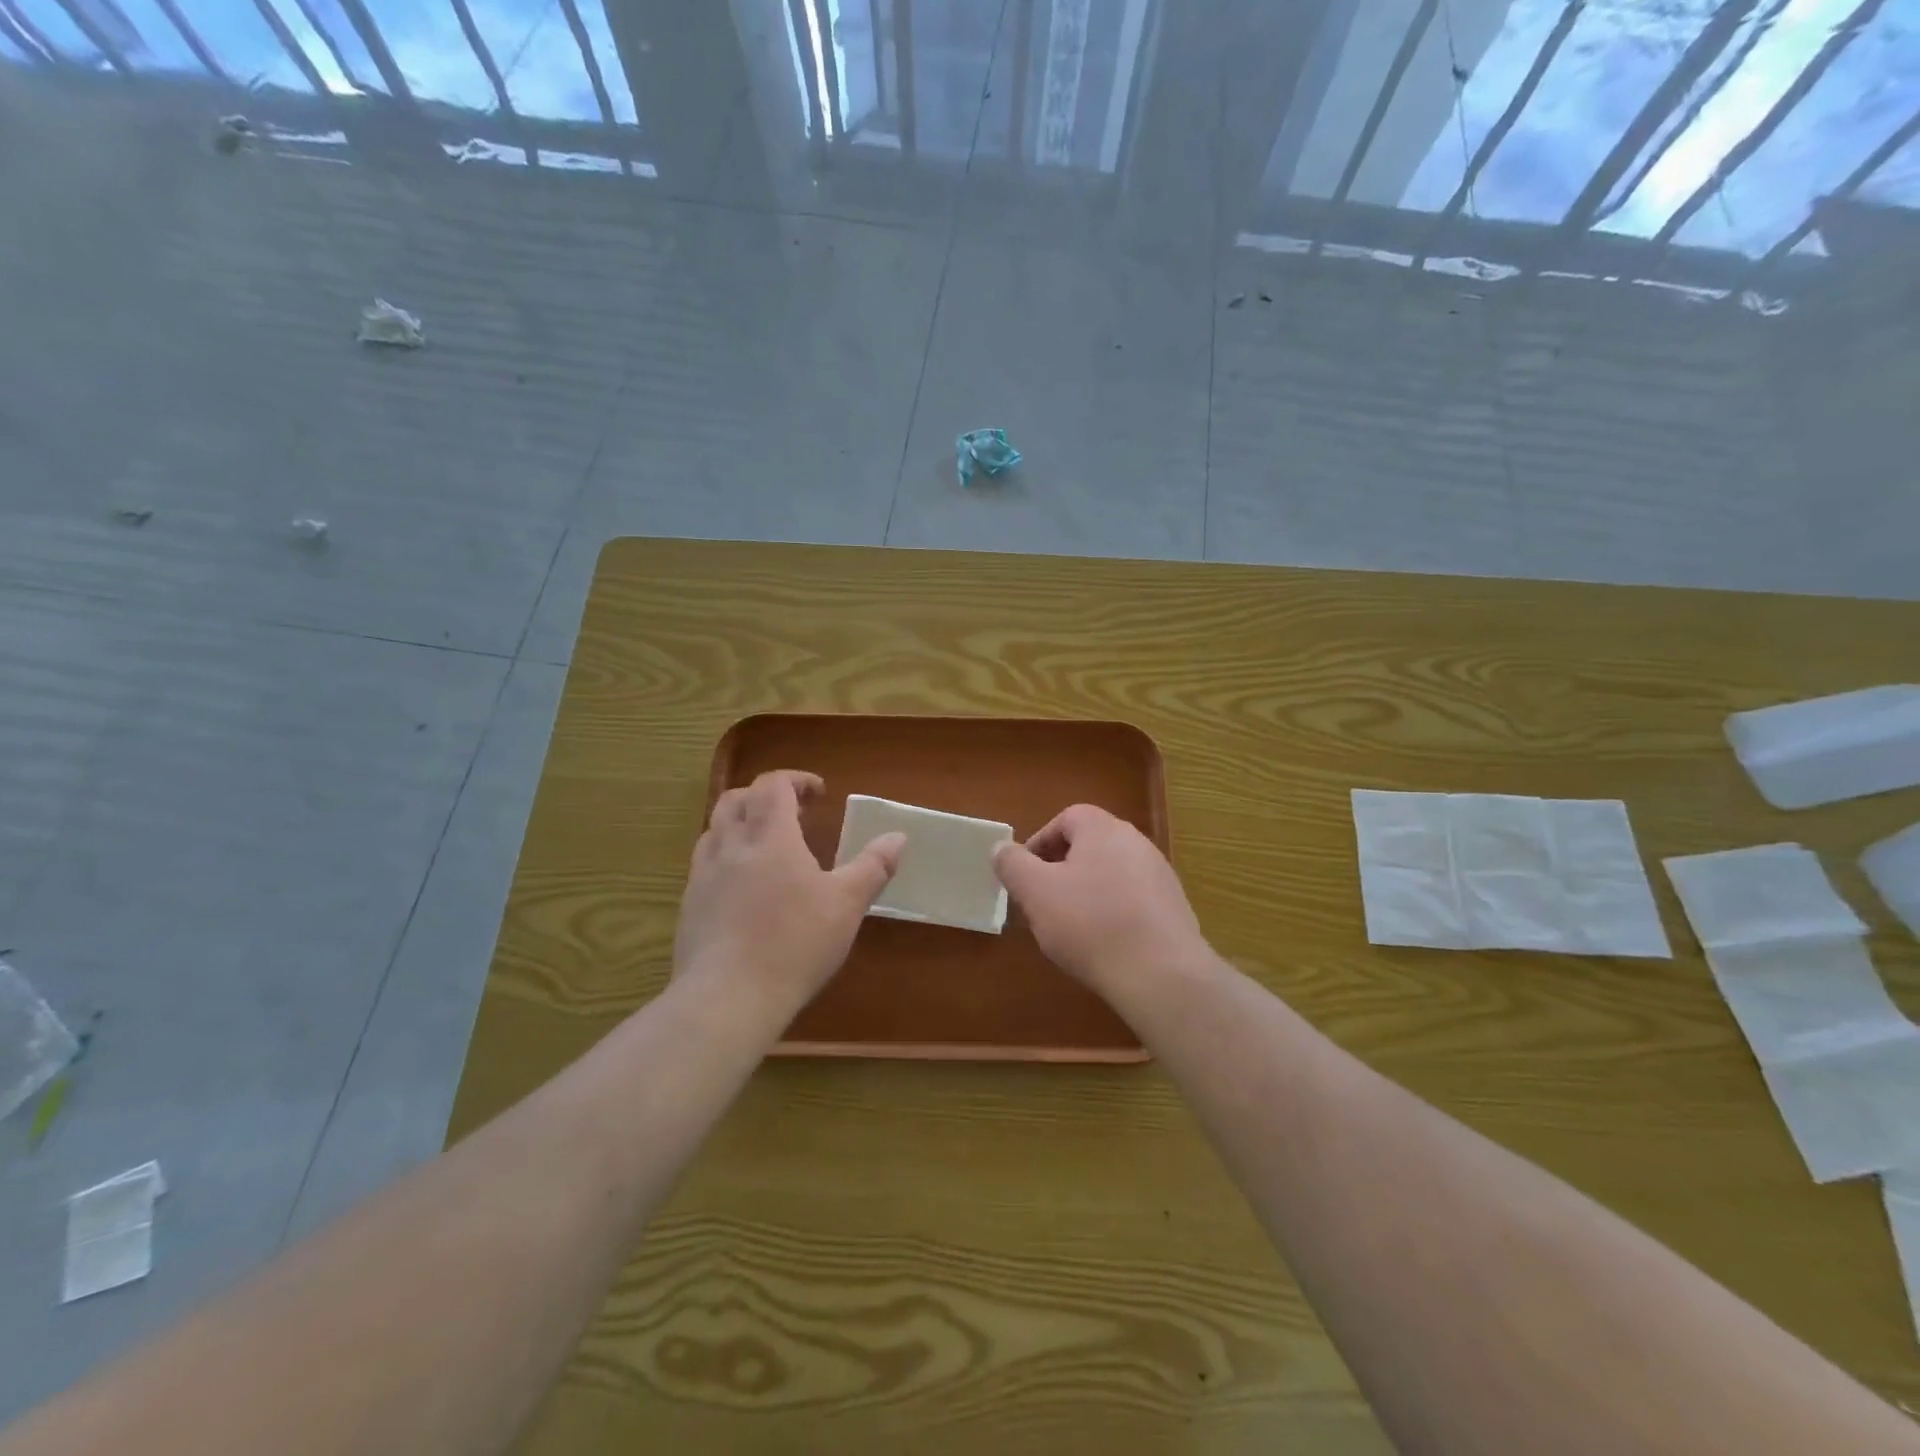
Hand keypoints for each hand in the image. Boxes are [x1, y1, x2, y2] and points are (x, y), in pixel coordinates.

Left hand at [675, 770, 904, 1014]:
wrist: (728, 998)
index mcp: (770, 836)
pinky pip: (703, 866)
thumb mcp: (847, 905)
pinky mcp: (689, 907)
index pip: (773, 784)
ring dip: (740, 825)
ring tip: (765, 847)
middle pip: (736, 799)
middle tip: (791, 814)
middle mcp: (730, 846)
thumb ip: (873, 866)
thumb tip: (898, 836)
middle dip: (763, 796)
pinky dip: (725, 859)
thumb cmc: (795, 943)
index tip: (819, 793)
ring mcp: (702, 876)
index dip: (796, 780)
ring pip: (714, 830)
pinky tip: (743, 889)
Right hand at [993, 804, 1209, 996]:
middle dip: (1060, 871)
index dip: (1040, 843)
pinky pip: (1132, 900)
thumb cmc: (1090, 924)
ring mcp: (1160, 875)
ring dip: (1086, 893)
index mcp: (1103, 829)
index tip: (1025, 875)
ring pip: (1111, 874)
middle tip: (1042, 902)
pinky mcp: (1174, 908)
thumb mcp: (1036, 892)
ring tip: (1069, 928)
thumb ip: (1013, 865)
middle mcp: (1136, 842)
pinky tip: (1103, 944)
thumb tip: (1000, 848)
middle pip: (1089, 846)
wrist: (1161, 975)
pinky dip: (1113, 913)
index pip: (1066, 819)